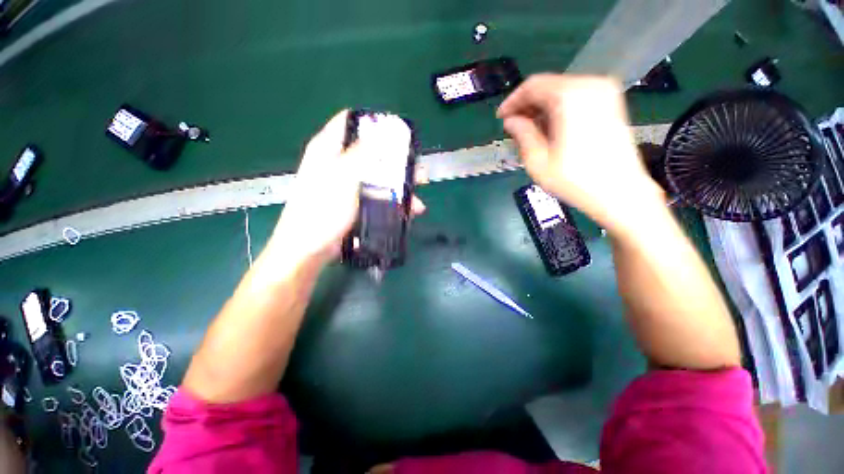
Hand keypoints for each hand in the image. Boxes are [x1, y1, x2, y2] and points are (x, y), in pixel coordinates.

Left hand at [270, 110, 424, 267]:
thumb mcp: (342, 178)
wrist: (309, 249)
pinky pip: (377, 195)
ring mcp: (347, 185)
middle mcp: (338, 163)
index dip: (374, 123)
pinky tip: (408, 210)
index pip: (349, 122)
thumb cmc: (322, 211)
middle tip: (417, 170)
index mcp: (328, 149)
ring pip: (378, 177)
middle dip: (397, 161)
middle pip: (371, 152)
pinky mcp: (354, 203)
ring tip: (418, 197)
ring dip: (399, 186)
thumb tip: (381, 133)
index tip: (398, 132)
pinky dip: (392, 201)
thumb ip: (361, 154)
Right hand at [497, 74, 664, 235]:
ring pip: (561, 91)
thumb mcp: (538, 161)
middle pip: (548, 86)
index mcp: (570, 97)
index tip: (501, 118)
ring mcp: (604, 92)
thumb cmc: (575, 180)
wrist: (620, 192)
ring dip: (541, 109)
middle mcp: (590, 86)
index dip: (512, 101)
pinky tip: (549, 129)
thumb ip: (522, 134)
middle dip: (527, 106)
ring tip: (529, 132)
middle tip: (513, 128)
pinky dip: (558, 110)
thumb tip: (511, 121)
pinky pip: (575, 97)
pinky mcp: (611, 103)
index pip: (532, 86)